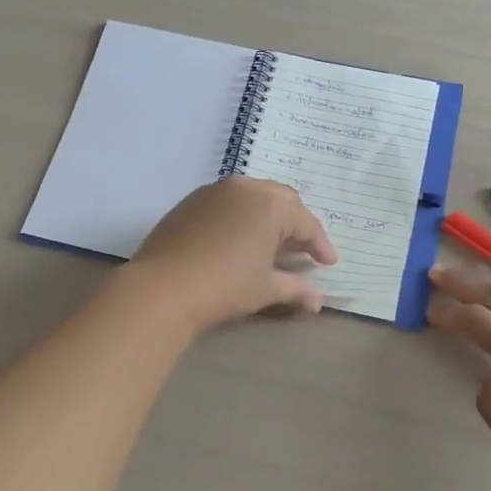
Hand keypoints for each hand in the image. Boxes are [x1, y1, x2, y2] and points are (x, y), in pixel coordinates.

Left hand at [127, 178, 339, 332]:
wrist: (162, 288)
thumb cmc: (223, 287)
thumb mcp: (264, 289)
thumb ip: (295, 289)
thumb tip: (318, 301)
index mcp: (271, 206)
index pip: (306, 223)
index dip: (320, 245)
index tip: (329, 263)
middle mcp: (246, 189)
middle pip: (282, 200)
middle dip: (296, 223)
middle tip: (302, 249)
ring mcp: (216, 191)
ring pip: (253, 196)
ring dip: (268, 215)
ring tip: (272, 242)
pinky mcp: (192, 200)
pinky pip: (228, 201)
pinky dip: (241, 215)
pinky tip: (239, 238)